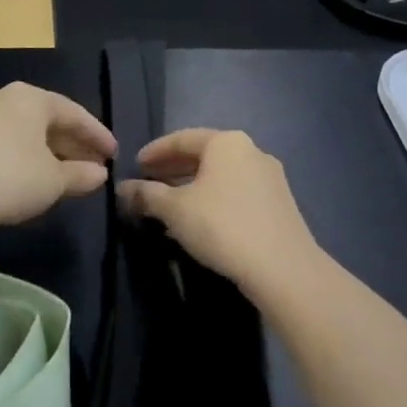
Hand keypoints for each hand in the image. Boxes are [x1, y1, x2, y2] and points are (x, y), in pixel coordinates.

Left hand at [0, 83, 116, 236]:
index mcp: (30, 98)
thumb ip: (81, 175)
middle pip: (48, 122)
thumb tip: (100, 174)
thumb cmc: (11, 177)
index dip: (97, 135)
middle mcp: (3, 100)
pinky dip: (26, 161)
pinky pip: (6, 147)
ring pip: (26, 135)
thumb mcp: (55, 180)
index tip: (114, 155)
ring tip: (69, 177)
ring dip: (50, 155)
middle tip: (95, 166)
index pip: (74, 113)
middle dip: (73, 145)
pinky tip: (36, 182)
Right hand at [119, 129, 318, 289]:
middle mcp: (251, 151)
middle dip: (173, 169)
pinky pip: (236, 192)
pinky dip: (213, 199)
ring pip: (220, 176)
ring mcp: (269, 178)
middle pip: (203, 155)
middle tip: (149, 183)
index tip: (135, 165)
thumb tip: (123, 188)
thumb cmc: (221, 226)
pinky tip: (199, 220)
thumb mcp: (174, 209)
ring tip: (169, 205)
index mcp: (226, 143)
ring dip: (192, 186)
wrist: (282, 267)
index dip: (154, 151)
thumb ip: (146, 194)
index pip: (181, 139)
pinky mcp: (279, 204)